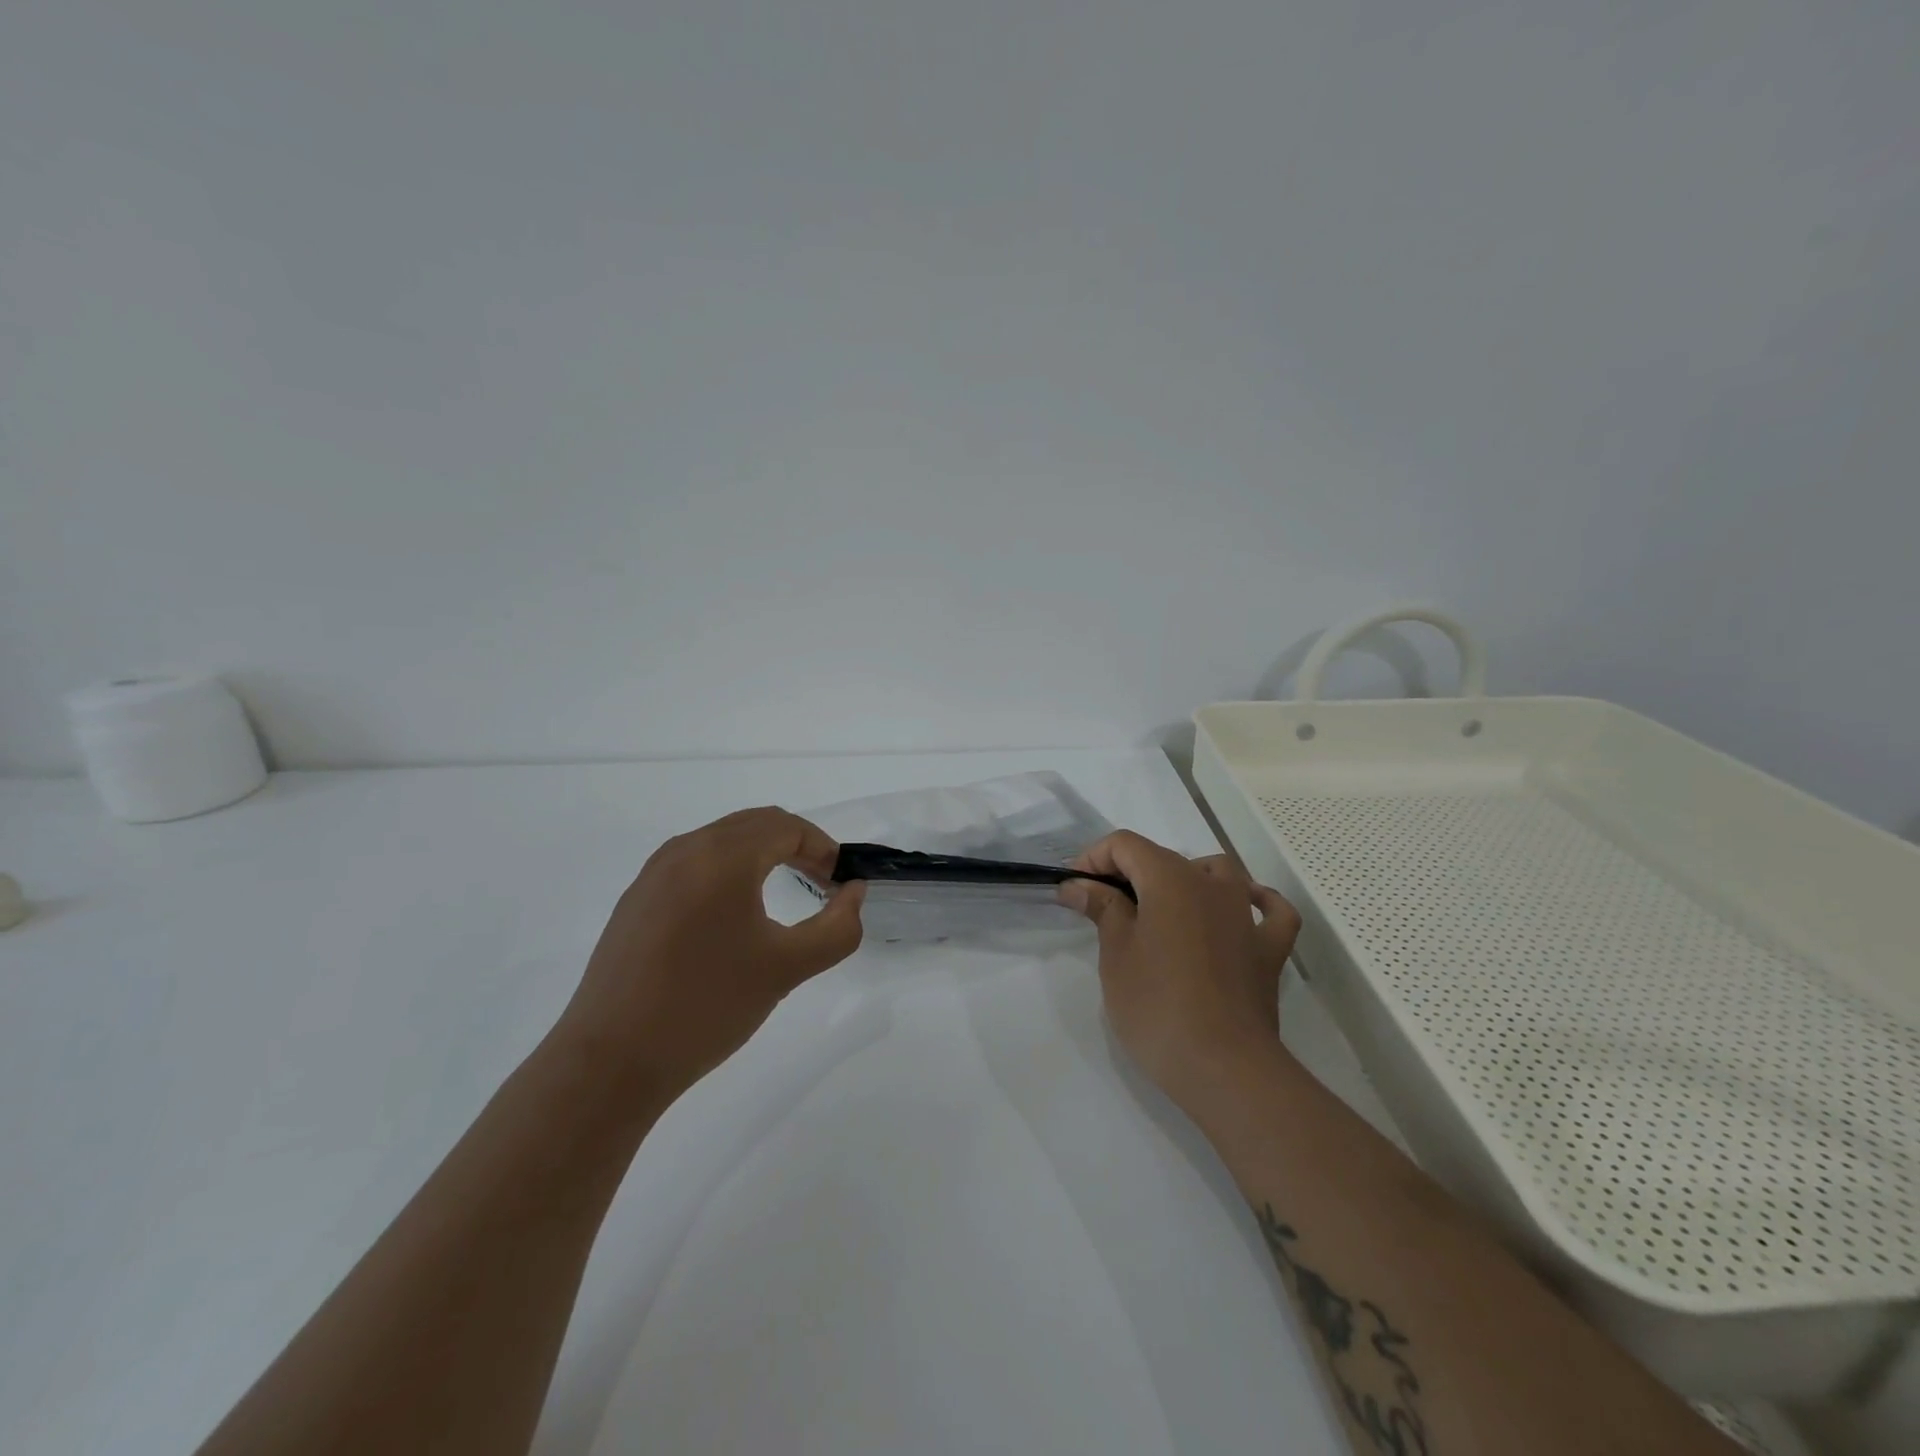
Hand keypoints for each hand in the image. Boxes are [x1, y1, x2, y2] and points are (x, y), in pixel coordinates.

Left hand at [554, 807, 865, 1106]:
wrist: (610, 1061)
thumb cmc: (707, 1006)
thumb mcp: (786, 968)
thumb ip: (837, 928)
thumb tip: (853, 894)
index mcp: (722, 856)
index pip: (786, 827)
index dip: (822, 847)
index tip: (840, 882)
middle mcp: (685, 850)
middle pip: (754, 824)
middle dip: (795, 844)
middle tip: (821, 882)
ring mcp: (654, 873)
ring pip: (721, 840)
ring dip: (761, 854)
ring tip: (783, 890)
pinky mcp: (636, 900)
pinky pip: (693, 863)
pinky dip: (727, 870)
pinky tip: (732, 914)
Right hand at [1058, 831, 1300, 1103]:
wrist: (1224, 1067)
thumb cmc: (1157, 1006)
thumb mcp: (1116, 954)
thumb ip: (1102, 908)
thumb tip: (1078, 884)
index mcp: (1170, 878)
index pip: (1125, 845)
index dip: (1093, 859)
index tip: (1073, 889)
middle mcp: (1212, 884)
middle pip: (1164, 858)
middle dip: (1128, 873)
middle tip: (1100, 908)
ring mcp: (1246, 915)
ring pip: (1218, 872)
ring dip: (1188, 878)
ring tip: (1164, 906)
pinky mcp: (1269, 950)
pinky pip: (1271, 911)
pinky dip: (1256, 903)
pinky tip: (1244, 909)